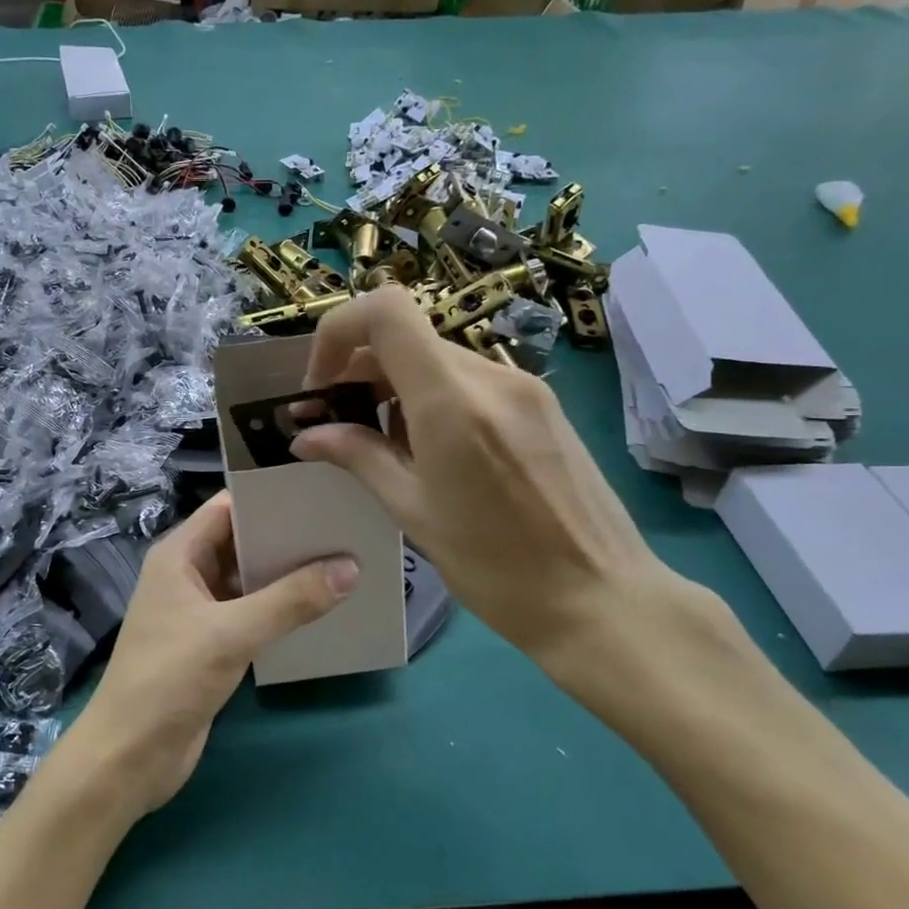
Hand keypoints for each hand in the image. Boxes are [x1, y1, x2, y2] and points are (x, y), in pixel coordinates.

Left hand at [55, 493, 355, 823]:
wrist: (130, 755)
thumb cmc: (169, 678)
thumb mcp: (231, 633)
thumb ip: (290, 601)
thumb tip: (350, 567)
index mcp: (178, 556)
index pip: (227, 508)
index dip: (269, 499)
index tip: (320, 496)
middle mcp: (187, 576)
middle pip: (241, 543)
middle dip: (286, 539)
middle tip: (344, 531)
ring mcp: (198, 612)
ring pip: (249, 582)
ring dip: (287, 577)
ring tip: (343, 565)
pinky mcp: (210, 645)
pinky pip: (251, 615)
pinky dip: (280, 611)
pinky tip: (320, 611)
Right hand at [289, 286, 691, 675]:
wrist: (601, 596)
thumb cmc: (496, 567)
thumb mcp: (413, 512)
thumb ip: (358, 457)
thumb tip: (307, 435)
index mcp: (452, 401)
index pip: (386, 311)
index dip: (338, 331)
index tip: (321, 383)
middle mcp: (490, 376)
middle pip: (407, 336)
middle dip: (358, 369)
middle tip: (336, 421)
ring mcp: (522, 386)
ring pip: (436, 358)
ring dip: (394, 386)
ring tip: (381, 443)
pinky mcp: (540, 404)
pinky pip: (469, 380)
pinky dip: (431, 397)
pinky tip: (430, 450)